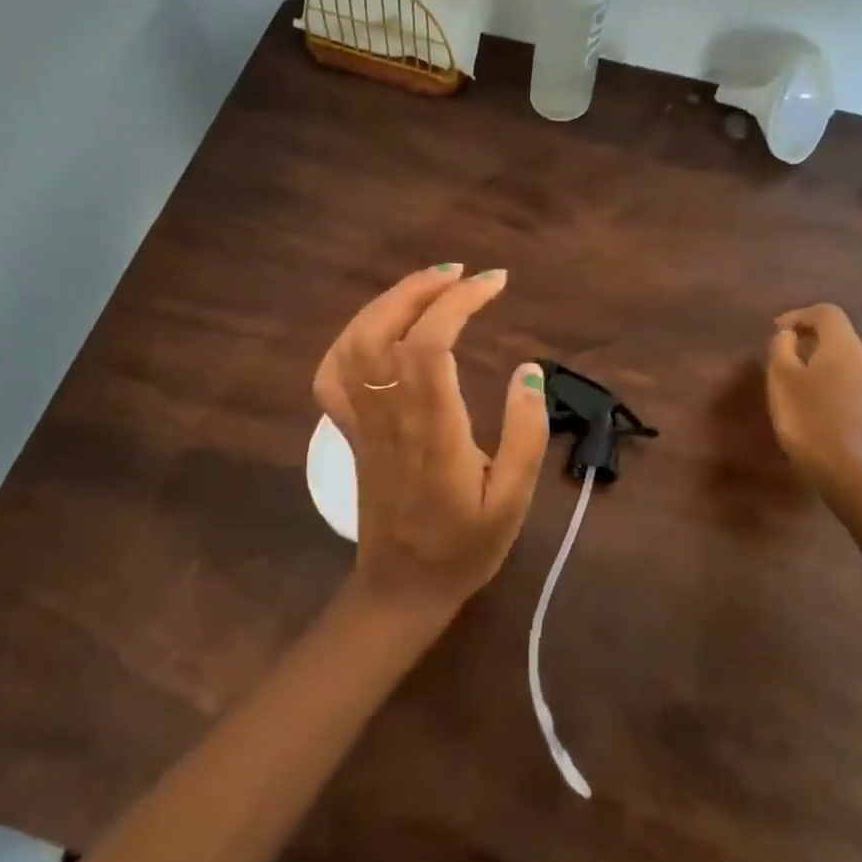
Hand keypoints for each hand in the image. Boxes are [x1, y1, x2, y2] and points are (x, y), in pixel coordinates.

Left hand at [312, 264, 549, 622]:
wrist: (402, 587)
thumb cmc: (464, 546)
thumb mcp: (513, 499)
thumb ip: (526, 432)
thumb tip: (529, 368)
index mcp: (432, 428)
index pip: (431, 343)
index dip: (459, 301)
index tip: (495, 282)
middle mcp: (389, 414)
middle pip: (385, 329)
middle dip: (422, 287)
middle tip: (463, 273)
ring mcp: (361, 421)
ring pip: (355, 342)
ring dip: (389, 302)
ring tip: (429, 286)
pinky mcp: (349, 430)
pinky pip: (332, 373)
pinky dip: (350, 337)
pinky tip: (379, 327)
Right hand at [766, 304, 861, 483]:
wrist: (851, 473)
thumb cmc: (808, 418)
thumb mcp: (781, 378)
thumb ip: (782, 348)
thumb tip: (790, 336)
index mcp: (845, 347)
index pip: (827, 313)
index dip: (800, 315)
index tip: (778, 331)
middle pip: (841, 339)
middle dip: (813, 343)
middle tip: (787, 359)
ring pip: (851, 367)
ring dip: (827, 368)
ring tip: (803, 388)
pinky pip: (859, 391)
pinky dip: (839, 391)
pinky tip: (823, 413)